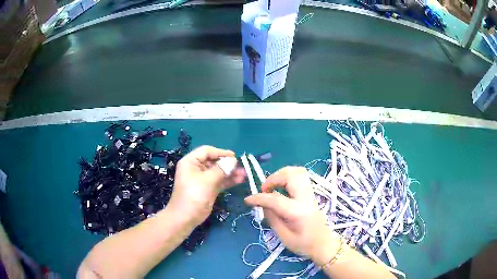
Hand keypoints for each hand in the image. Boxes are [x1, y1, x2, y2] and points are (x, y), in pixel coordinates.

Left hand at [169, 146, 245, 225]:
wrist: (186, 218)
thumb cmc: (194, 195)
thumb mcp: (207, 180)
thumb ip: (221, 169)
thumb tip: (233, 160)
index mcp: (191, 162)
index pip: (206, 151)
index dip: (221, 152)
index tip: (234, 156)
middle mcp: (196, 168)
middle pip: (213, 161)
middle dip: (228, 164)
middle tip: (242, 166)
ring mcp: (202, 179)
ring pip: (218, 172)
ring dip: (230, 172)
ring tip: (244, 174)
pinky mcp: (208, 188)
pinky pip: (219, 181)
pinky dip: (228, 180)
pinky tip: (240, 180)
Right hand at [245, 166, 340, 264]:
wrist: (323, 244)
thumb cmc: (303, 244)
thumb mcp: (283, 236)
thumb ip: (272, 218)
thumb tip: (263, 203)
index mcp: (298, 212)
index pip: (275, 199)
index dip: (259, 198)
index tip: (248, 200)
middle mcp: (306, 199)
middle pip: (291, 175)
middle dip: (274, 178)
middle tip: (265, 189)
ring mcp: (311, 194)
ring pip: (298, 172)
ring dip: (282, 174)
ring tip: (273, 186)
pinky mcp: (311, 194)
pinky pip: (301, 177)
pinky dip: (288, 177)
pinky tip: (281, 187)